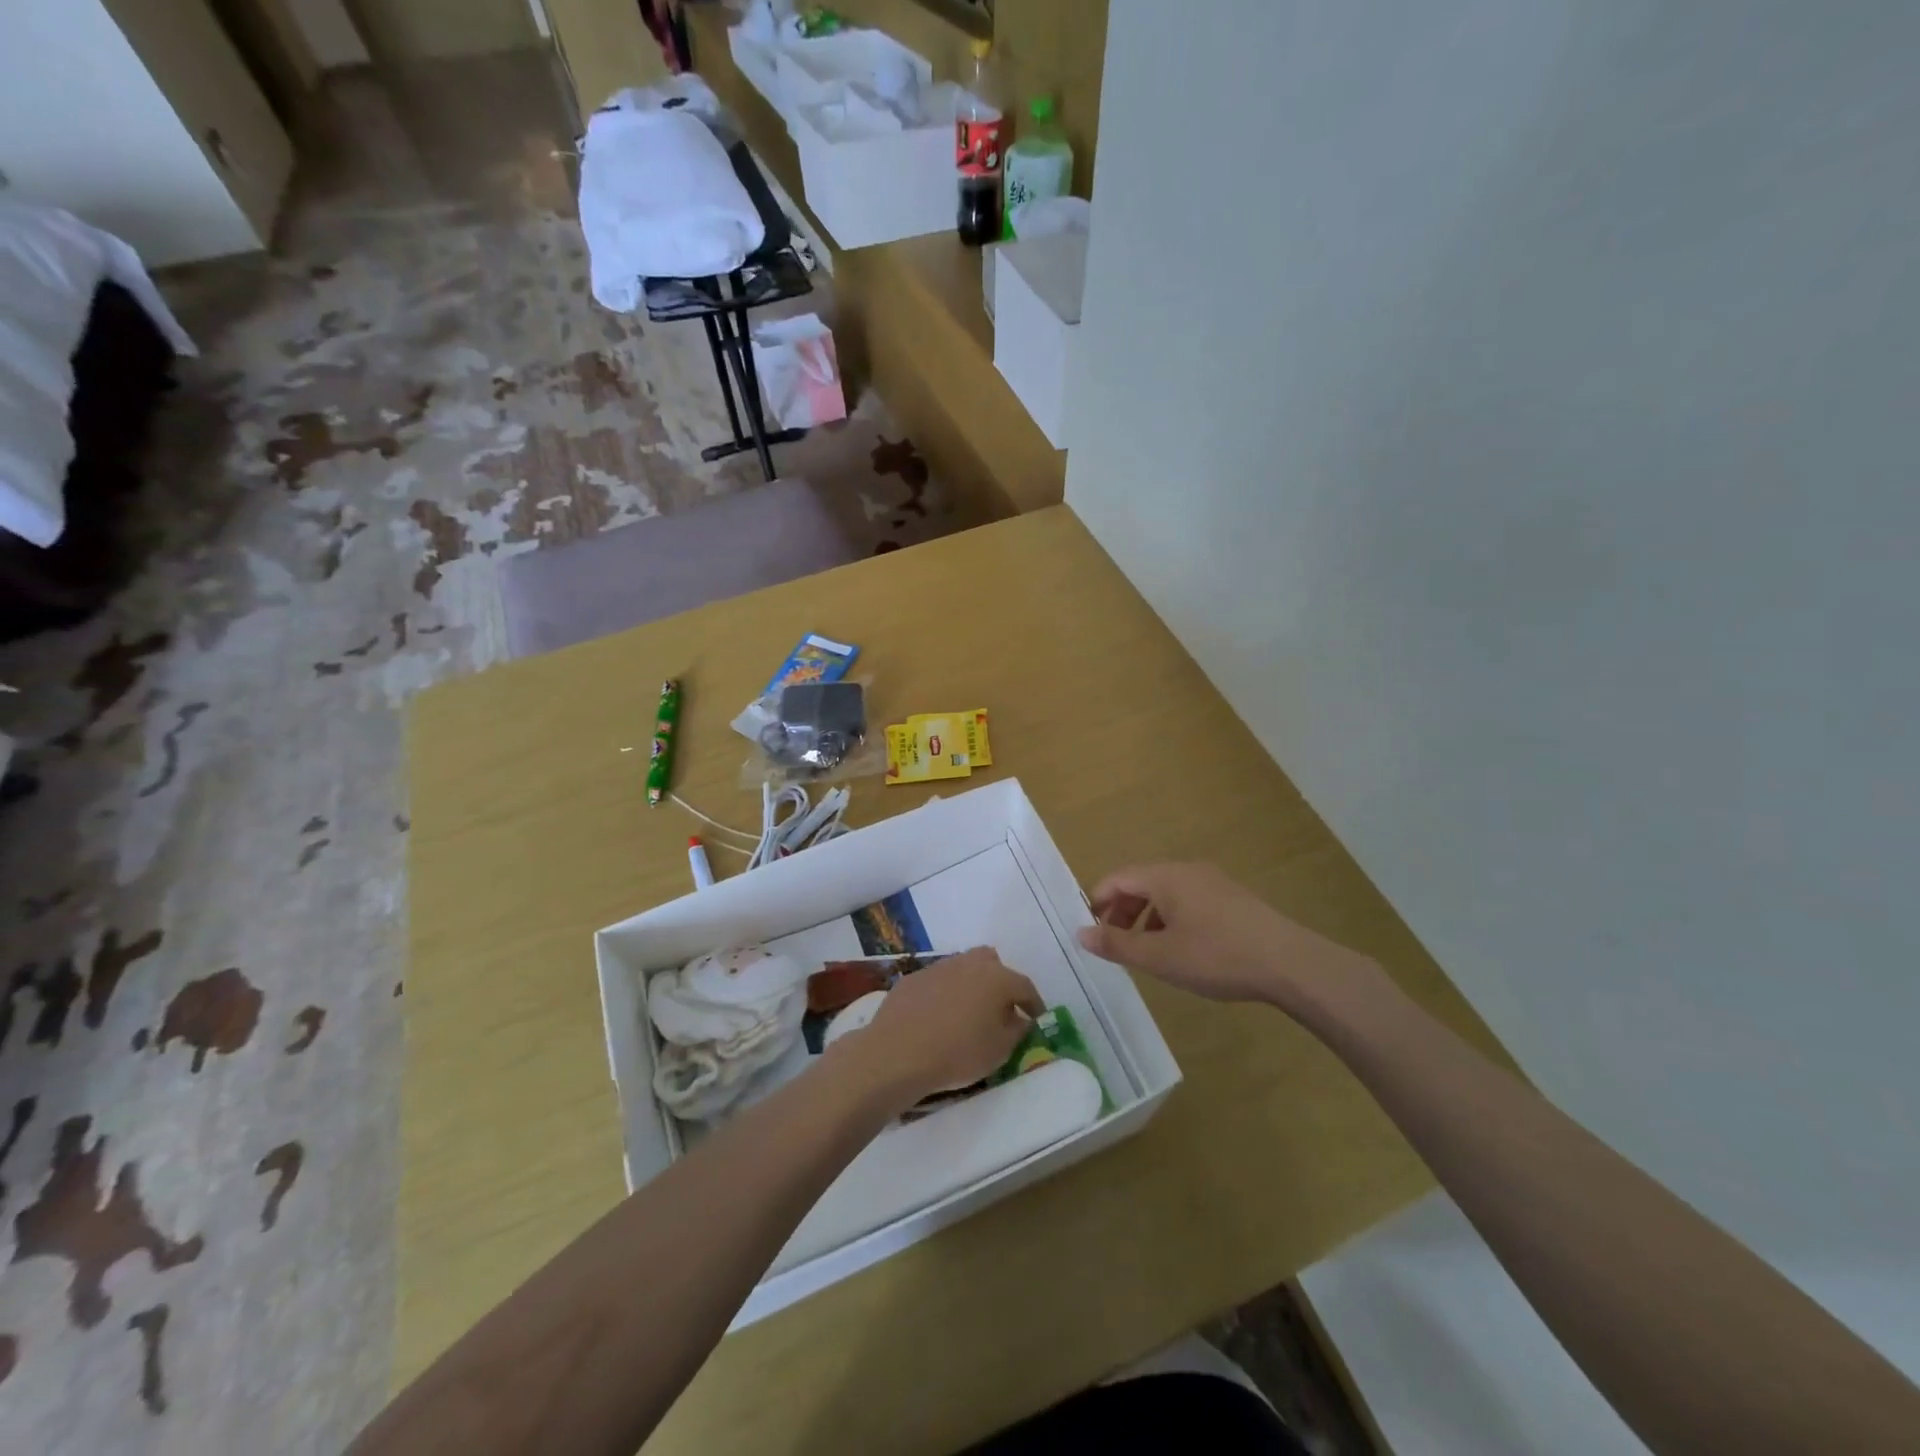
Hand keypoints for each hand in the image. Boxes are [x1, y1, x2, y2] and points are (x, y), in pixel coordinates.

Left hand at [840, 948, 1043, 1105]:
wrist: (898, 1051)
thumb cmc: (958, 1052)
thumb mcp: (999, 1051)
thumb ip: (1017, 1031)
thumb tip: (1020, 1019)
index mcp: (997, 978)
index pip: (1024, 986)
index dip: (1033, 1004)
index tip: (1036, 1018)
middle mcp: (970, 963)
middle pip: (992, 965)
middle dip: (1000, 983)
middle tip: (999, 1009)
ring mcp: (939, 967)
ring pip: (963, 969)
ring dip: (971, 986)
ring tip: (968, 1013)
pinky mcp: (914, 977)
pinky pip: (938, 981)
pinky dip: (944, 994)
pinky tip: (938, 1016)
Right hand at [1075, 862, 1381, 1017]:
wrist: (1290, 964)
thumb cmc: (1217, 957)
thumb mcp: (1159, 957)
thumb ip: (1117, 944)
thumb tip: (1079, 933)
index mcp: (1165, 877)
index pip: (1117, 879)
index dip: (1097, 903)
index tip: (1090, 932)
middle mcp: (1186, 870)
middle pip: (1140, 882)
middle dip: (1120, 911)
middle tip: (1113, 944)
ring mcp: (1212, 882)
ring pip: (1164, 892)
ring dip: (1145, 917)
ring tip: (1144, 951)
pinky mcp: (1231, 898)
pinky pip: (1187, 900)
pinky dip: (1170, 918)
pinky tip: (1180, 949)